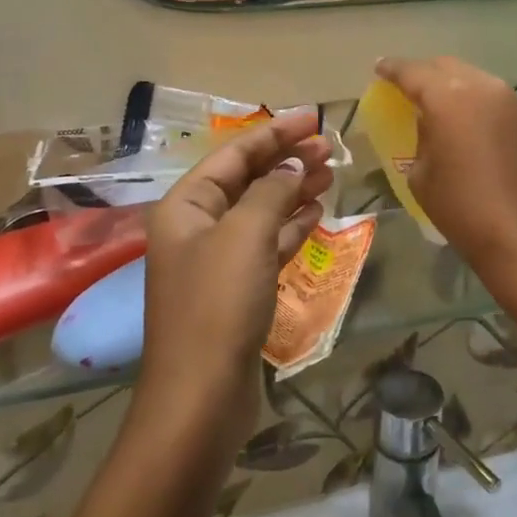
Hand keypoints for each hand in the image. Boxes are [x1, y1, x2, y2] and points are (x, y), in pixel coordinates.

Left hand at [138, 113, 334, 436]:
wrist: (200, 398)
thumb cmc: (217, 306)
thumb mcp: (246, 236)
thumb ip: (272, 192)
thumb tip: (292, 165)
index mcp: (186, 206)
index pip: (234, 155)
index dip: (274, 133)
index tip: (312, 118)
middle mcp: (197, 227)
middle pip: (247, 180)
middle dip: (286, 160)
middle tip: (330, 148)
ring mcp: (217, 260)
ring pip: (261, 211)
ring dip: (293, 191)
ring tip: (330, 174)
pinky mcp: (237, 290)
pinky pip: (267, 244)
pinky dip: (290, 227)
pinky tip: (316, 214)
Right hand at [373, 57, 516, 301]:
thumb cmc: (464, 210)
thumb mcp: (422, 176)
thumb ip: (421, 139)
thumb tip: (431, 126)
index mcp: (449, 97)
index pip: (413, 72)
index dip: (392, 69)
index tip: (379, 69)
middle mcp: (483, 87)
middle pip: (445, 67)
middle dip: (422, 73)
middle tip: (405, 87)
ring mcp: (511, 101)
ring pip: (472, 78)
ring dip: (450, 85)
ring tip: (433, 104)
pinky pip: (490, 97)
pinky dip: (471, 100)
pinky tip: (463, 120)